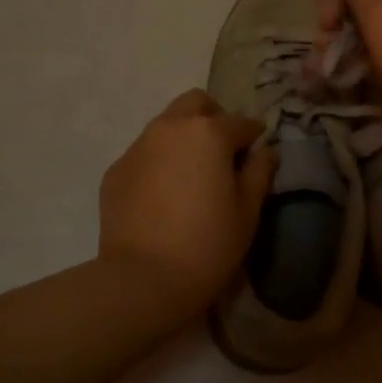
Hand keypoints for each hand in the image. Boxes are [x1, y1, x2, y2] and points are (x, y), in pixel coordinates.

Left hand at [99, 90, 276, 309]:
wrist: (143, 279)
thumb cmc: (208, 244)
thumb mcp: (248, 212)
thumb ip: (259, 173)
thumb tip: (266, 152)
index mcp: (208, 132)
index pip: (240, 123)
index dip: (254, 136)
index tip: (258, 153)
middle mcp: (170, 128)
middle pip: (196, 103)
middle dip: (213, 118)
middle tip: (223, 152)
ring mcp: (137, 147)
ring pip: (166, 125)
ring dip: (183, 137)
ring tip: (192, 174)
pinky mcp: (115, 171)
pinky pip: (144, 153)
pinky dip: (159, 161)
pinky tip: (164, 195)